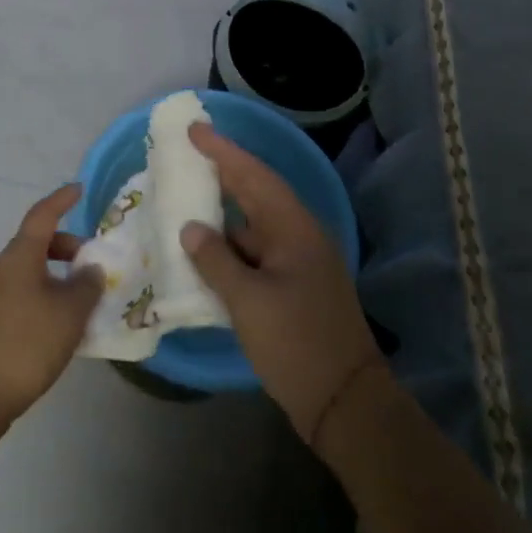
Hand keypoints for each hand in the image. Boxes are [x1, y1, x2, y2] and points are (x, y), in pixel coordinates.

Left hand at [0, 185, 102, 430]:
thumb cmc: (25, 343)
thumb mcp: (69, 313)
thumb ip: (86, 286)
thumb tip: (90, 269)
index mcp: (20, 256)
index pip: (43, 215)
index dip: (62, 200)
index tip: (80, 189)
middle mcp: (3, 268)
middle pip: (38, 244)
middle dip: (67, 247)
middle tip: (93, 265)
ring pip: (31, 272)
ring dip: (58, 277)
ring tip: (84, 301)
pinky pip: (24, 294)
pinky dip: (46, 297)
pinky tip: (61, 326)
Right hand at [180, 125, 382, 444]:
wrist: (345, 403)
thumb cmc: (297, 343)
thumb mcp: (248, 301)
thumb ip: (216, 260)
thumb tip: (191, 229)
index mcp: (294, 229)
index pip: (253, 175)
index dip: (222, 150)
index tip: (193, 129)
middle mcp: (298, 236)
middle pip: (256, 193)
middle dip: (222, 171)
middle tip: (186, 152)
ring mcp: (297, 263)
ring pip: (253, 225)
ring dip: (222, 212)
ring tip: (186, 198)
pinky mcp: (292, 287)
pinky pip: (254, 253)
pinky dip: (228, 247)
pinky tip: (204, 251)